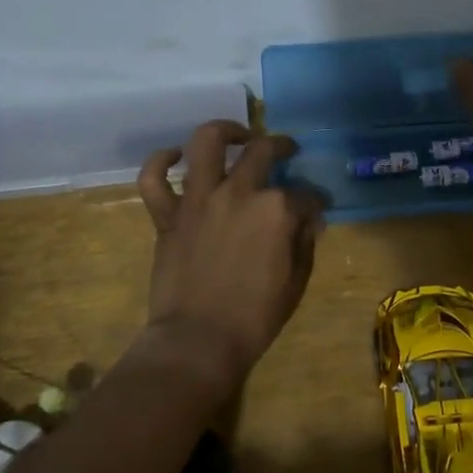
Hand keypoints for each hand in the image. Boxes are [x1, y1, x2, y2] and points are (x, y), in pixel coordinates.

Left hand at [135, 121, 323, 394]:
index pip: (304, 195)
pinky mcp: (168, 216)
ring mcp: (198, 200)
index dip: (315, 201)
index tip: (319, 208)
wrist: (199, 340)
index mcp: (276, 210)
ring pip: (206, 144)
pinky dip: (160, 162)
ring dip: (224, 131)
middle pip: (262, 152)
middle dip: (281, 146)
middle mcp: (238, 192)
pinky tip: (175, 156)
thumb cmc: (256, 317)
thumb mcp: (296, 281)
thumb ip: (304, 242)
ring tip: (237, 136)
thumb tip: (310, 220)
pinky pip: (153, 179)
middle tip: (287, 151)